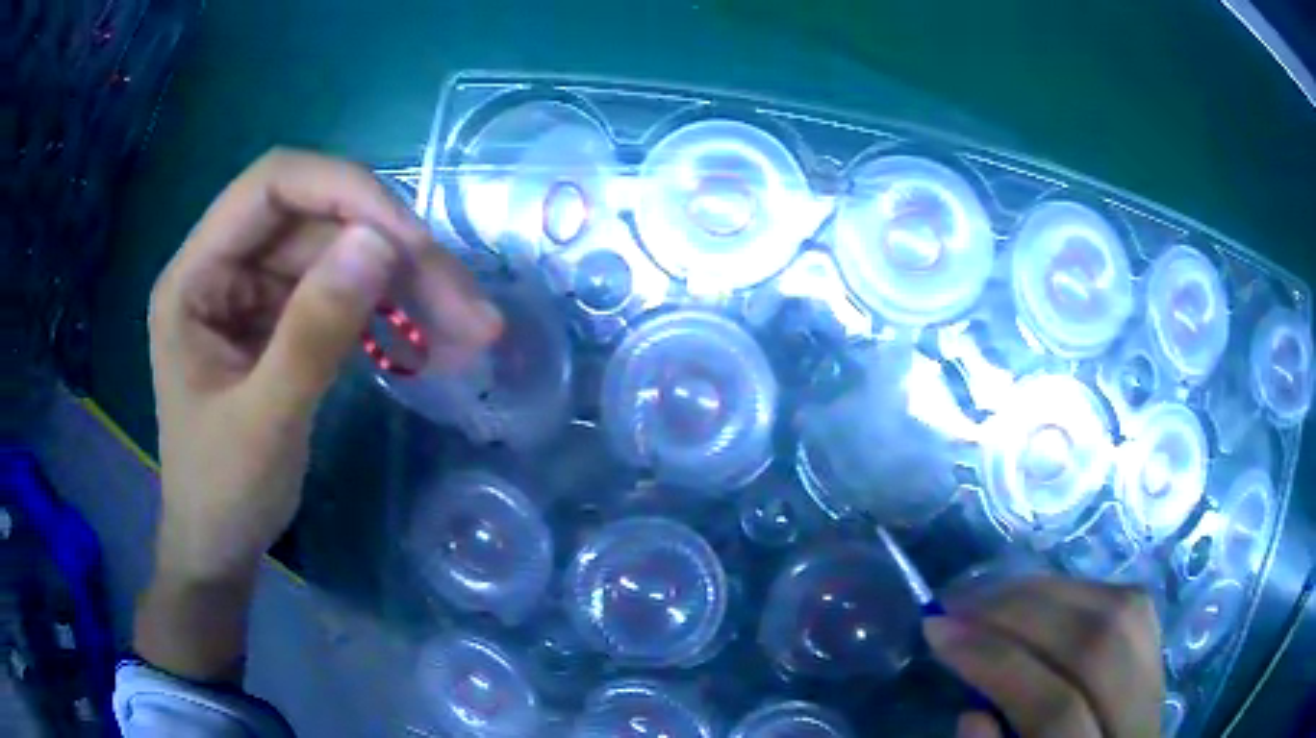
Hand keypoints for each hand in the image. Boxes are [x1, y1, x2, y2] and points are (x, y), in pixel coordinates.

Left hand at [138, 149, 500, 678]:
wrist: (219, 547)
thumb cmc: (222, 495)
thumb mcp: (265, 423)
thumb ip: (313, 333)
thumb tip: (379, 242)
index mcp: (195, 276)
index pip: (272, 186)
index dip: (344, 192)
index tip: (412, 241)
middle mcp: (227, 267)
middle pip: (321, 221)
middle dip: (396, 254)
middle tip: (468, 308)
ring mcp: (258, 293)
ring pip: (344, 255)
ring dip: (409, 287)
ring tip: (471, 333)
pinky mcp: (285, 320)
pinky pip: (347, 295)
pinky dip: (394, 314)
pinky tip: (433, 345)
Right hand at [925, 577, 1163, 737]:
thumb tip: (972, 711)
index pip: (1055, 708)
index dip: (996, 663)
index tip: (938, 631)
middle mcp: (1141, 722)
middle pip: (1098, 645)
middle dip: (1022, 611)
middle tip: (960, 600)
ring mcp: (1159, 683)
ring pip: (1124, 612)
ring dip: (1052, 591)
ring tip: (992, 592)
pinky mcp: (1160, 656)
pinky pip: (1133, 605)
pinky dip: (1083, 590)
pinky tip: (1042, 595)